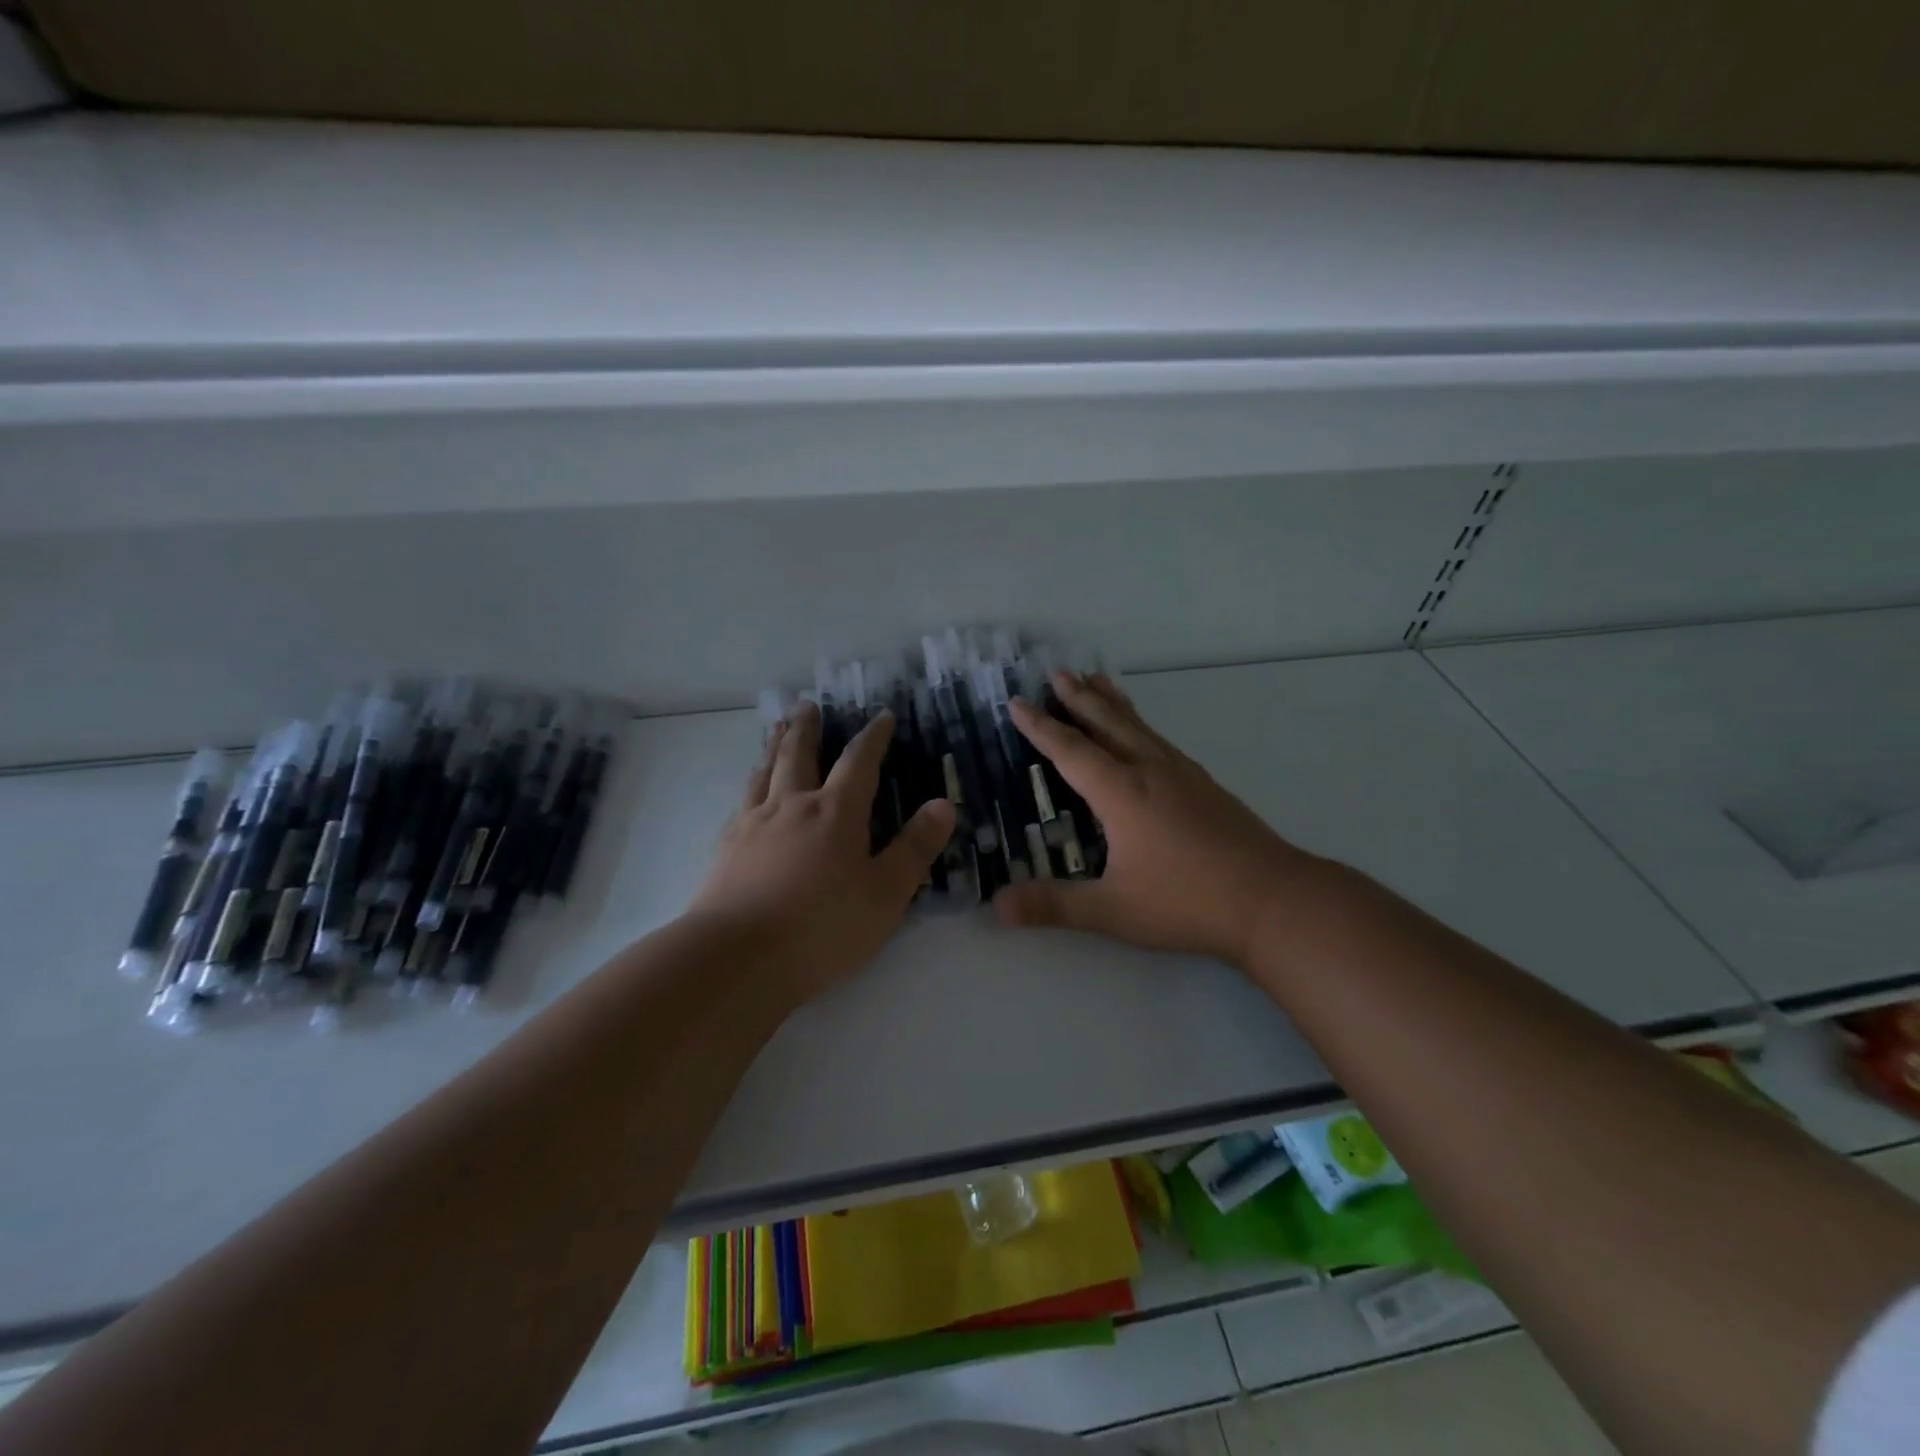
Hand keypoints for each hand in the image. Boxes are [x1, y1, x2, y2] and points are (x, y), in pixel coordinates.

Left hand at [689, 702, 955, 1002]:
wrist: (737, 957)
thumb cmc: (822, 927)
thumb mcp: (885, 894)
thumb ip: (915, 848)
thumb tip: (943, 804)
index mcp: (835, 813)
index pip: (859, 762)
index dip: (873, 737)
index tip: (882, 716)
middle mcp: (792, 805)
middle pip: (798, 754)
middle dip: (807, 728)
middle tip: (807, 705)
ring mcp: (753, 823)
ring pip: (764, 771)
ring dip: (773, 746)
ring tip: (775, 729)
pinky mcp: (727, 847)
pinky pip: (741, 801)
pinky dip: (750, 784)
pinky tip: (748, 791)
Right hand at [994, 671, 1318, 970]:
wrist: (1273, 899)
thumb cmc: (1187, 902)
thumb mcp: (1113, 911)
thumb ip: (1053, 906)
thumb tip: (996, 907)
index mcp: (1122, 793)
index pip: (1070, 751)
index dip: (1040, 727)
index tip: (1017, 702)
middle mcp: (1149, 771)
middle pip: (1107, 724)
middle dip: (1078, 698)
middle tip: (1057, 672)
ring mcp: (1182, 775)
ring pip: (1138, 726)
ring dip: (1111, 703)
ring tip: (1096, 680)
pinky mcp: (1205, 785)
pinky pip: (1160, 739)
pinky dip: (1140, 724)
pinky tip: (1145, 735)